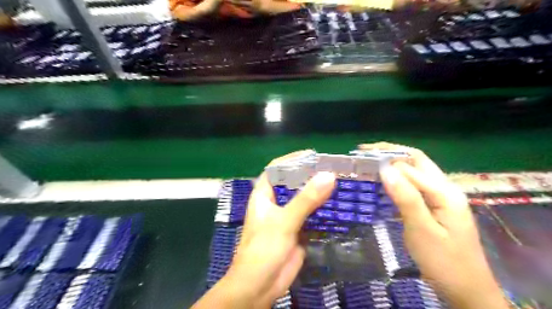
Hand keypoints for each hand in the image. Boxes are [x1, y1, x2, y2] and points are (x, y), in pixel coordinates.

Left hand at [190, 150, 335, 308]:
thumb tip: (329, 175)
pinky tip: (340, 206)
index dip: (293, 160)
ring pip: (305, 199)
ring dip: (320, 193)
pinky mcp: (298, 230)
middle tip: (334, 169)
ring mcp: (288, 216)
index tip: (314, 156)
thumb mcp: (284, 221)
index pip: (277, 169)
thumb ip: (306, 199)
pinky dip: (324, 210)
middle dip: (311, 176)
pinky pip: (312, 215)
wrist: (260, 286)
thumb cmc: (263, 249)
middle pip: (294, 183)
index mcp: (264, 195)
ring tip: (341, 183)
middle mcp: (276, 202)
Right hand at [358, 143, 507, 308]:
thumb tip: (385, 169)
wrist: (467, 290)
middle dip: (391, 152)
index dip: (386, 159)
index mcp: (444, 192)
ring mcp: (441, 197)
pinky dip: (398, 179)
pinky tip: (385, 183)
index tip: (361, 158)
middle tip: (365, 154)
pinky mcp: (435, 206)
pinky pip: (414, 185)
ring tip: (370, 164)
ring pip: (415, 171)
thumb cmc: (443, 262)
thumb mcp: (421, 230)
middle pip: (416, 160)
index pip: (411, 165)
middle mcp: (445, 188)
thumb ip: (405, 198)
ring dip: (393, 164)